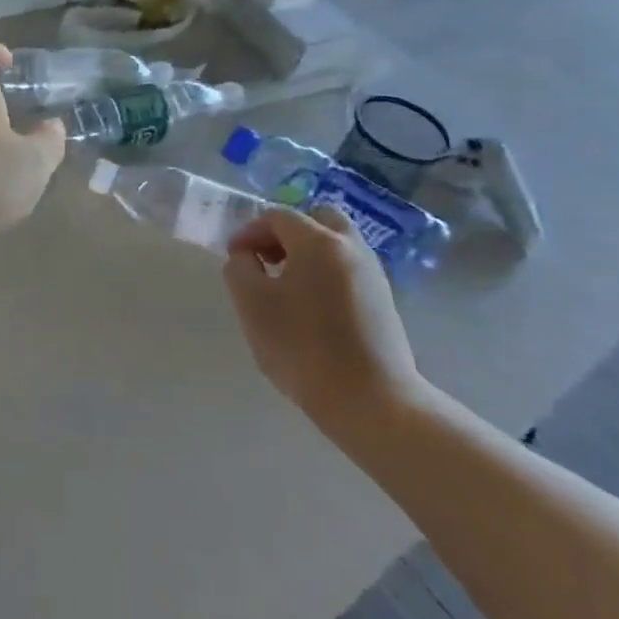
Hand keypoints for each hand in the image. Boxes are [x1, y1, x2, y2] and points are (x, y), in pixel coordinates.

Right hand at [222, 205, 429, 442]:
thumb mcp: (252, 304)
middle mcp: (351, 247)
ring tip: (285, 287)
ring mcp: (373, 274)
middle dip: (286, 233)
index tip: (234, 259)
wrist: (372, 402)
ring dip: (307, 253)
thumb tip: (246, 256)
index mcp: (319, 241)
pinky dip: (325, 273)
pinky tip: (311, 308)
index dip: (249, 232)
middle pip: (317, 218)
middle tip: (266, 260)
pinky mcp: (383, 302)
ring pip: (336, 244)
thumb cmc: (303, 347)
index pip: (277, 216)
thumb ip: (240, 268)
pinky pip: (348, 269)